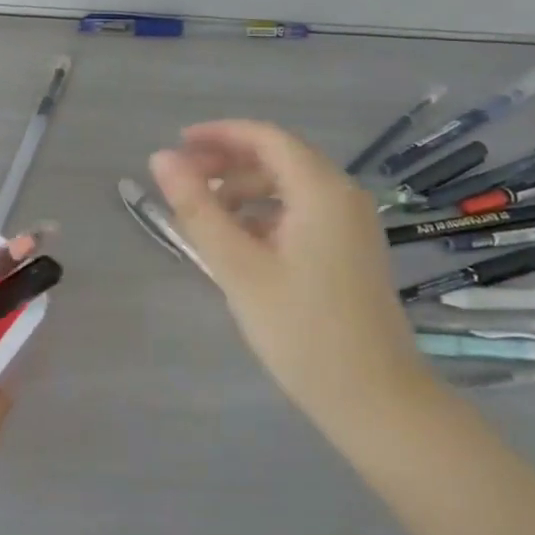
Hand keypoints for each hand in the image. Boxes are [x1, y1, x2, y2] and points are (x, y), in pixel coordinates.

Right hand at [149, 120, 433, 433]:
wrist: (374, 399)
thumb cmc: (301, 329)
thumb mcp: (237, 266)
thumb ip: (197, 208)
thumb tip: (160, 158)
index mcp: (321, 190)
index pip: (266, 137)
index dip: (219, 135)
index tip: (178, 145)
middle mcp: (342, 196)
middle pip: (278, 159)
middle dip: (227, 163)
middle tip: (183, 182)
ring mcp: (351, 225)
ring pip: (289, 188)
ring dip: (244, 191)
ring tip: (204, 216)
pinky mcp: (350, 251)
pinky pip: (301, 213)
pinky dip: (266, 215)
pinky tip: (239, 243)